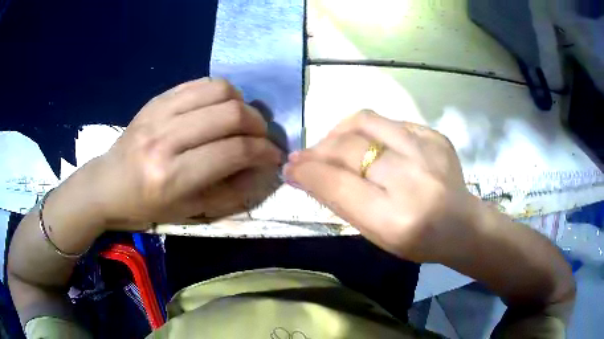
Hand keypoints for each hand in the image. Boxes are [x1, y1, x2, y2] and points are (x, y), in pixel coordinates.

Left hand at [89, 78, 282, 229]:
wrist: (108, 184)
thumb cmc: (147, 205)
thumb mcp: (189, 212)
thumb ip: (230, 191)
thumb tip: (262, 169)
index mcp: (173, 176)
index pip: (234, 152)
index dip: (264, 152)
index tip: (274, 155)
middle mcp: (166, 139)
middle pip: (231, 114)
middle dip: (259, 125)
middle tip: (262, 136)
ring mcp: (159, 113)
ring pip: (219, 90)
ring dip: (242, 103)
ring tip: (241, 120)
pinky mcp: (157, 99)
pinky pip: (200, 83)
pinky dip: (221, 92)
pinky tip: (220, 107)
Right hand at [284, 110, 478, 262]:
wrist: (462, 225)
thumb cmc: (417, 240)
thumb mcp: (375, 234)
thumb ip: (340, 202)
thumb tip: (303, 174)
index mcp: (396, 218)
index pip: (338, 184)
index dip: (308, 172)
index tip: (289, 168)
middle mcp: (413, 179)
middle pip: (349, 148)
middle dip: (317, 150)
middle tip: (304, 156)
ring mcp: (428, 151)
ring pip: (366, 121)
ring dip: (338, 131)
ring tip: (331, 143)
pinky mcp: (435, 135)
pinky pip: (390, 122)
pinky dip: (369, 131)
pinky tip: (368, 144)